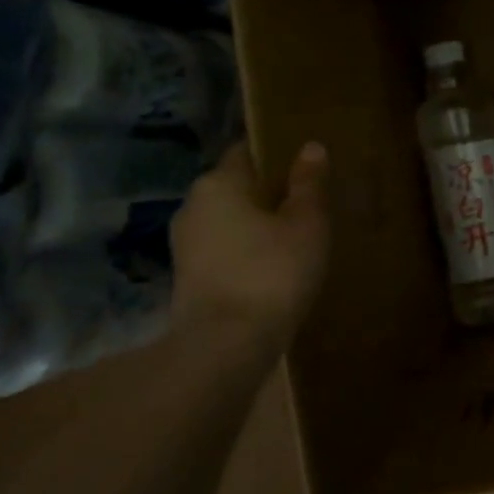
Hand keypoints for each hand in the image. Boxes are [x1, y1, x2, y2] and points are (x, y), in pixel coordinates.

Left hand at [170, 140, 329, 353]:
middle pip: (236, 186)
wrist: (225, 346)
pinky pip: (224, 248)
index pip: (247, 151)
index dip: (277, 153)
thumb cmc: (272, 271)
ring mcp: (184, 243)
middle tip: (308, 202)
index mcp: (219, 182)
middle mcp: (193, 204)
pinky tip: (274, 264)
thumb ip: (308, 183)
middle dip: (268, 191)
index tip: (305, 164)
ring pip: (229, 219)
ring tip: (295, 235)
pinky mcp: (187, 277)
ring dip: (257, 223)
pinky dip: (246, 249)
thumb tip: (310, 147)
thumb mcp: (306, 223)